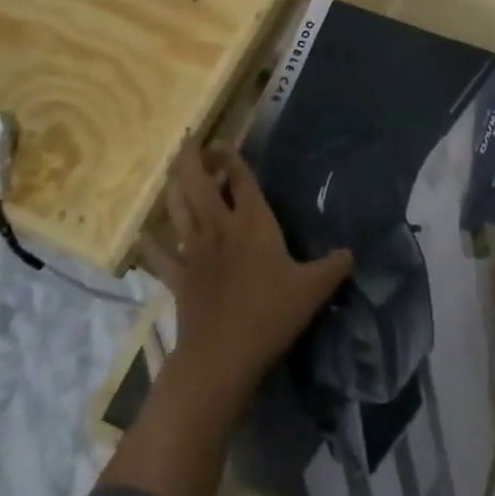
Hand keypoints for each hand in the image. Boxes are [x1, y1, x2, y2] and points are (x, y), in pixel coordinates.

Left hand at [140, 141, 352, 417]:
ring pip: (178, 210)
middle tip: (188, 142)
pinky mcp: (178, 278)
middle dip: (192, 159)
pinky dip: (151, 244)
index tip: (221, 141)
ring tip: (172, 172)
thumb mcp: (314, 289)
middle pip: (199, 184)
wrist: (222, 354)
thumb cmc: (270, 314)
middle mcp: (220, 228)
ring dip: (174, 188)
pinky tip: (143, 235)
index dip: (231, 156)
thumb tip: (351, 253)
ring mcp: (193, 252)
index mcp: (253, 223)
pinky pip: (160, 255)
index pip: (241, 179)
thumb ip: (334, 266)